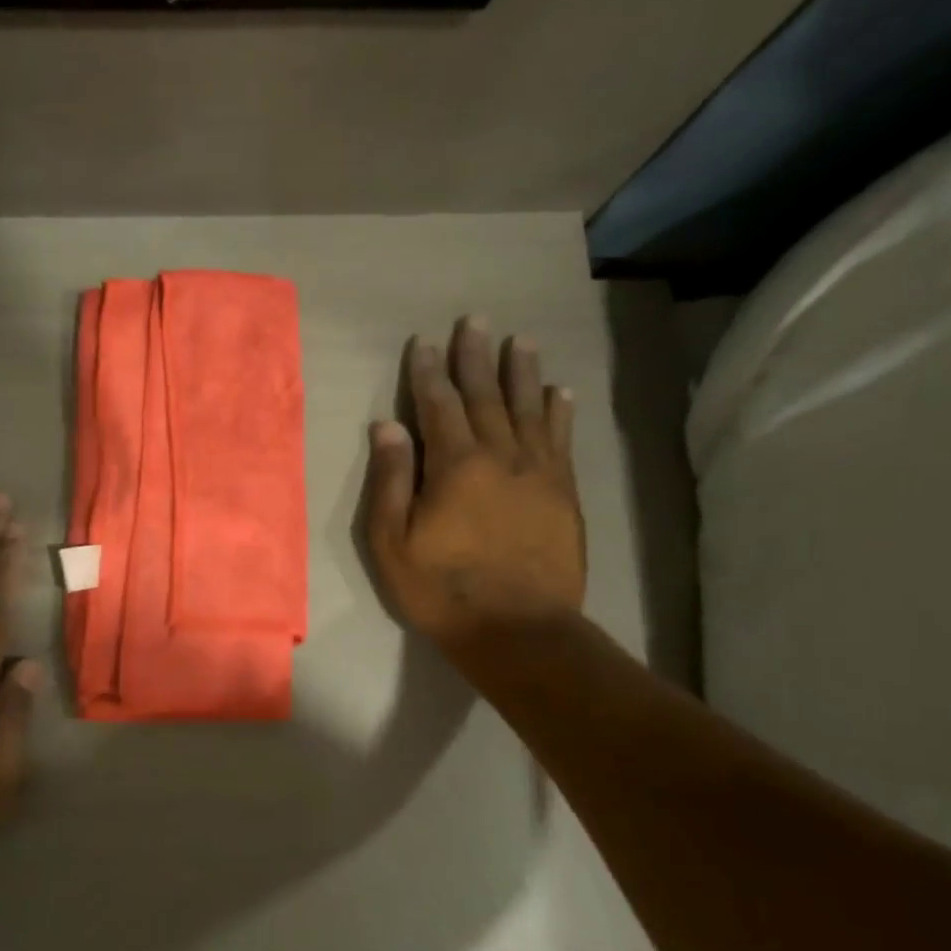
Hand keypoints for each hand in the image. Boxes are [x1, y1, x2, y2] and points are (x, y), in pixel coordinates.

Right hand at [364, 319, 585, 654]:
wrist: (519, 630)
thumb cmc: (442, 590)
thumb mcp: (393, 543)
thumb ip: (392, 480)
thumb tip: (386, 426)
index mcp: (455, 465)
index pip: (438, 405)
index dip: (428, 372)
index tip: (424, 343)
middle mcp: (501, 456)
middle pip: (487, 396)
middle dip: (477, 357)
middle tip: (476, 320)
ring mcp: (539, 473)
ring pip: (529, 409)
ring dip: (523, 372)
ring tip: (521, 341)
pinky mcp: (564, 493)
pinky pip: (562, 440)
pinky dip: (559, 412)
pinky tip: (559, 392)